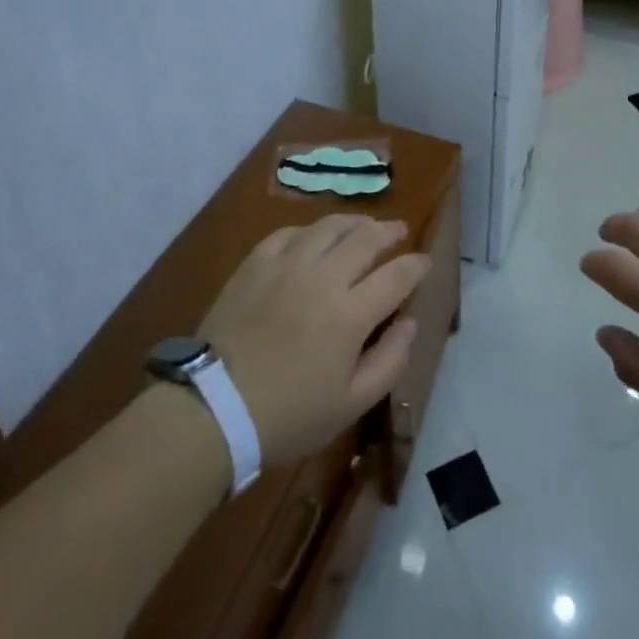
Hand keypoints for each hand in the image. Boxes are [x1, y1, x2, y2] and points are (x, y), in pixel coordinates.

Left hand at [199, 214, 430, 467]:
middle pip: (366, 238)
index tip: (425, 262)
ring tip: (362, 225)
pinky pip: (289, 233)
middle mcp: (323, 277)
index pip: (396, 275)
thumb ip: (389, 361)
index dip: (416, 265)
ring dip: (353, 222)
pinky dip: (309, 231)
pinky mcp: (255, 264)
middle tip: (398, 230)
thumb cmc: (287, 416)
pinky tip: (313, 237)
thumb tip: (410, 323)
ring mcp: (286, 265)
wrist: (212, 409)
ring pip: (329, 226)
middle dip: (389, 231)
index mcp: (351, 314)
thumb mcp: (350, 405)